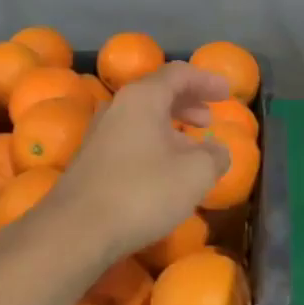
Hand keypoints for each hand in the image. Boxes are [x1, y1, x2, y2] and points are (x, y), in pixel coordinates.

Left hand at [49, 62, 229, 260]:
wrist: (77, 230)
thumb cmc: (143, 192)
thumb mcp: (195, 174)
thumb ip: (214, 155)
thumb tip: (217, 150)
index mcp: (143, 97)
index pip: (178, 74)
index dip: (206, 80)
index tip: (227, 93)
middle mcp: (118, 107)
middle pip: (157, 92)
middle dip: (187, 102)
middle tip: (209, 118)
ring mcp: (100, 133)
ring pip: (142, 117)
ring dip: (171, 125)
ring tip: (192, 146)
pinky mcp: (91, 160)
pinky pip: (130, 138)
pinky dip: (154, 143)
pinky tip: (164, 170)